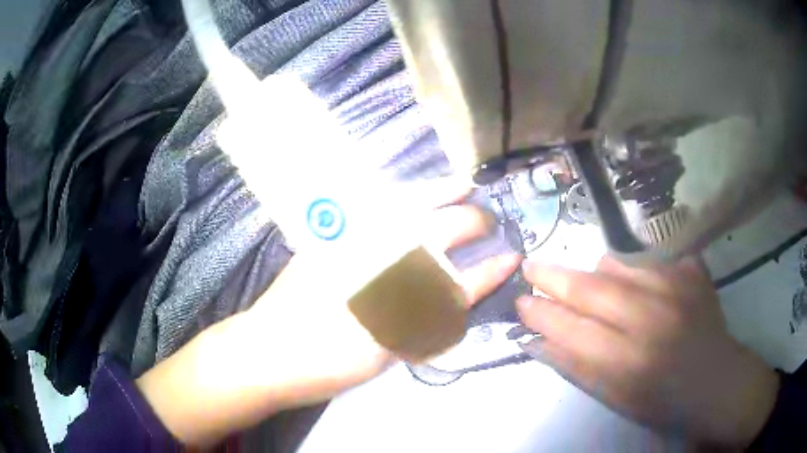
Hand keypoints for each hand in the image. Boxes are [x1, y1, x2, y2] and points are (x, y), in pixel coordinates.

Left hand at [136, 177, 520, 445]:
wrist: (269, 351)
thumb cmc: (327, 362)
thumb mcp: (385, 352)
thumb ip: (423, 321)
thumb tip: (455, 294)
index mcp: (402, 297)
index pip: (460, 280)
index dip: (490, 271)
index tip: (511, 258)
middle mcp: (384, 259)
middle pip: (440, 231)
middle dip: (471, 221)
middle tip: (486, 218)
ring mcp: (355, 240)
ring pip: (409, 205)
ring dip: (440, 191)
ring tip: (462, 183)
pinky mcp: (331, 236)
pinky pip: (375, 204)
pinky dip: (402, 195)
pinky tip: (414, 194)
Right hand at [517, 256, 779, 447]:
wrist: (714, 379)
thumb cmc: (661, 400)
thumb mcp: (615, 398)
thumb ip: (576, 368)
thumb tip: (536, 342)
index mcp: (628, 360)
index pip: (571, 329)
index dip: (541, 313)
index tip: (520, 301)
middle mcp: (650, 318)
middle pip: (591, 289)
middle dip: (554, 277)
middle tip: (531, 267)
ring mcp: (674, 289)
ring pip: (618, 265)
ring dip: (595, 273)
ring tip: (588, 283)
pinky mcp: (690, 273)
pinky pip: (649, 260)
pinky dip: (632, 269)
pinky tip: (634, 286)